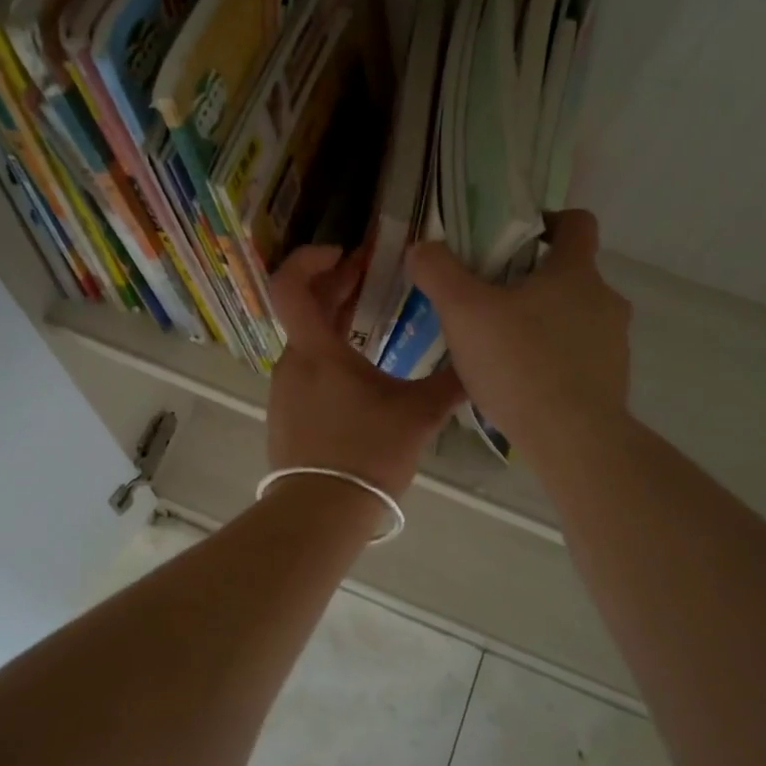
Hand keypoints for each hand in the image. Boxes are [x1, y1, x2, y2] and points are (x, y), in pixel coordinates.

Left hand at [266, 245, 466, 499]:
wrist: (321, 512)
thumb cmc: (367, 455)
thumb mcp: (418, 416)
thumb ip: (450, 384)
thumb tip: (481, 362)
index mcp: (317, 350)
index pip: (291, 285)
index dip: (311, 258)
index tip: (346, 252)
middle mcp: (292, 362)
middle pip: (304, 307)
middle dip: (337, 284)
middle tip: (371, 271)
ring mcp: (285, 389)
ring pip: (306, 339)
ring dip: (334, 319)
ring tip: (370, 314)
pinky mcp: (286, 413)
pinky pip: (305, 367)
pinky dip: (328, 351)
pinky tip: (359, 367)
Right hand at [406, 210, 631, 461]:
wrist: (573, 439)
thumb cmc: (519, 364)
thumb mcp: (463, 312)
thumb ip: (438, 273)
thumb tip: (422, 248)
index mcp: (576, 272)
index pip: (578, 223)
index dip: (549, 222)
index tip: (517, 239)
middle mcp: (605, 300)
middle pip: (570, 275)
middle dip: (532, 282)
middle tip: (489, 301)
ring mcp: (614, 344)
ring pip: (574, 318)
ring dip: (543, 323)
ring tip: (501, 348)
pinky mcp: (612, 381)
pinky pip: (578, 357)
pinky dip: (553, 360)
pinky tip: (521, 384)